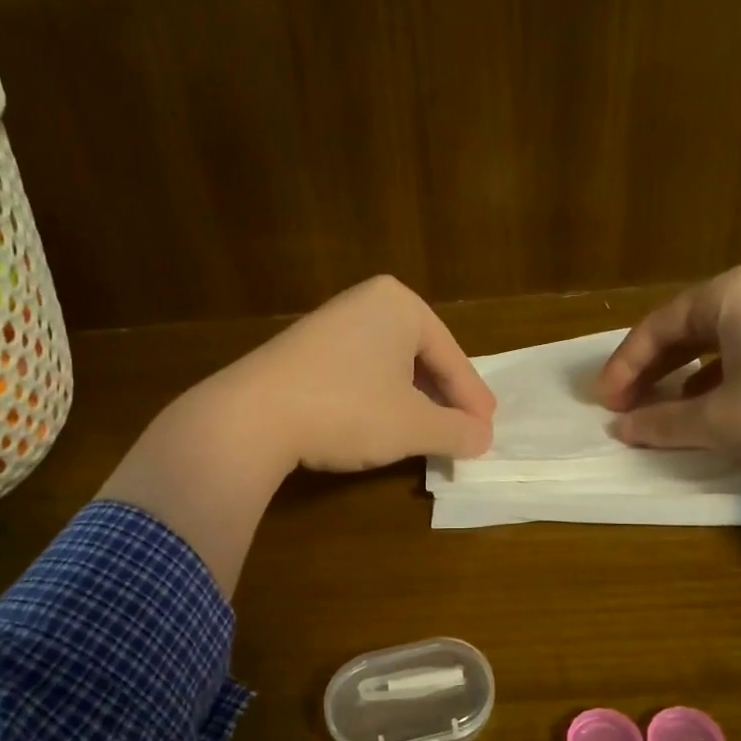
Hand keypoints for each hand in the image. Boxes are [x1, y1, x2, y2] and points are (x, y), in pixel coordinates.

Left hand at [219, 274, 495, 471]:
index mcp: (400, 304)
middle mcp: (366, 302)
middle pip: (422, 358)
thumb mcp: (414, 426)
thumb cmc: (348, 410)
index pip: (451, 358)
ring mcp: (330, 323)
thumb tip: (484, 438)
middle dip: (443, 398)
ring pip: (390, 367)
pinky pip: (359, 373)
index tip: (487, 430)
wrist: (252, 417)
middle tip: (464, 430)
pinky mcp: (303, 350)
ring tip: (428, 432)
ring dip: (413, 401)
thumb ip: (457, 431)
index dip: (472, 399)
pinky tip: (381, 425)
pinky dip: (379, 399)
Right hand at [597, 264, 740, 465]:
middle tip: (624, 405)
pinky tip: (710, 405)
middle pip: (682, 330)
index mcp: (726, 296)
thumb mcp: (722, 421)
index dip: (624, 368)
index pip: (655, 328)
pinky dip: (715, 378)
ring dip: (680, 376)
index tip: (605, 404)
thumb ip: (664, 424)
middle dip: (649, 370)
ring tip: (660, 408)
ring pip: (712, 342)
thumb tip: (622, 429)